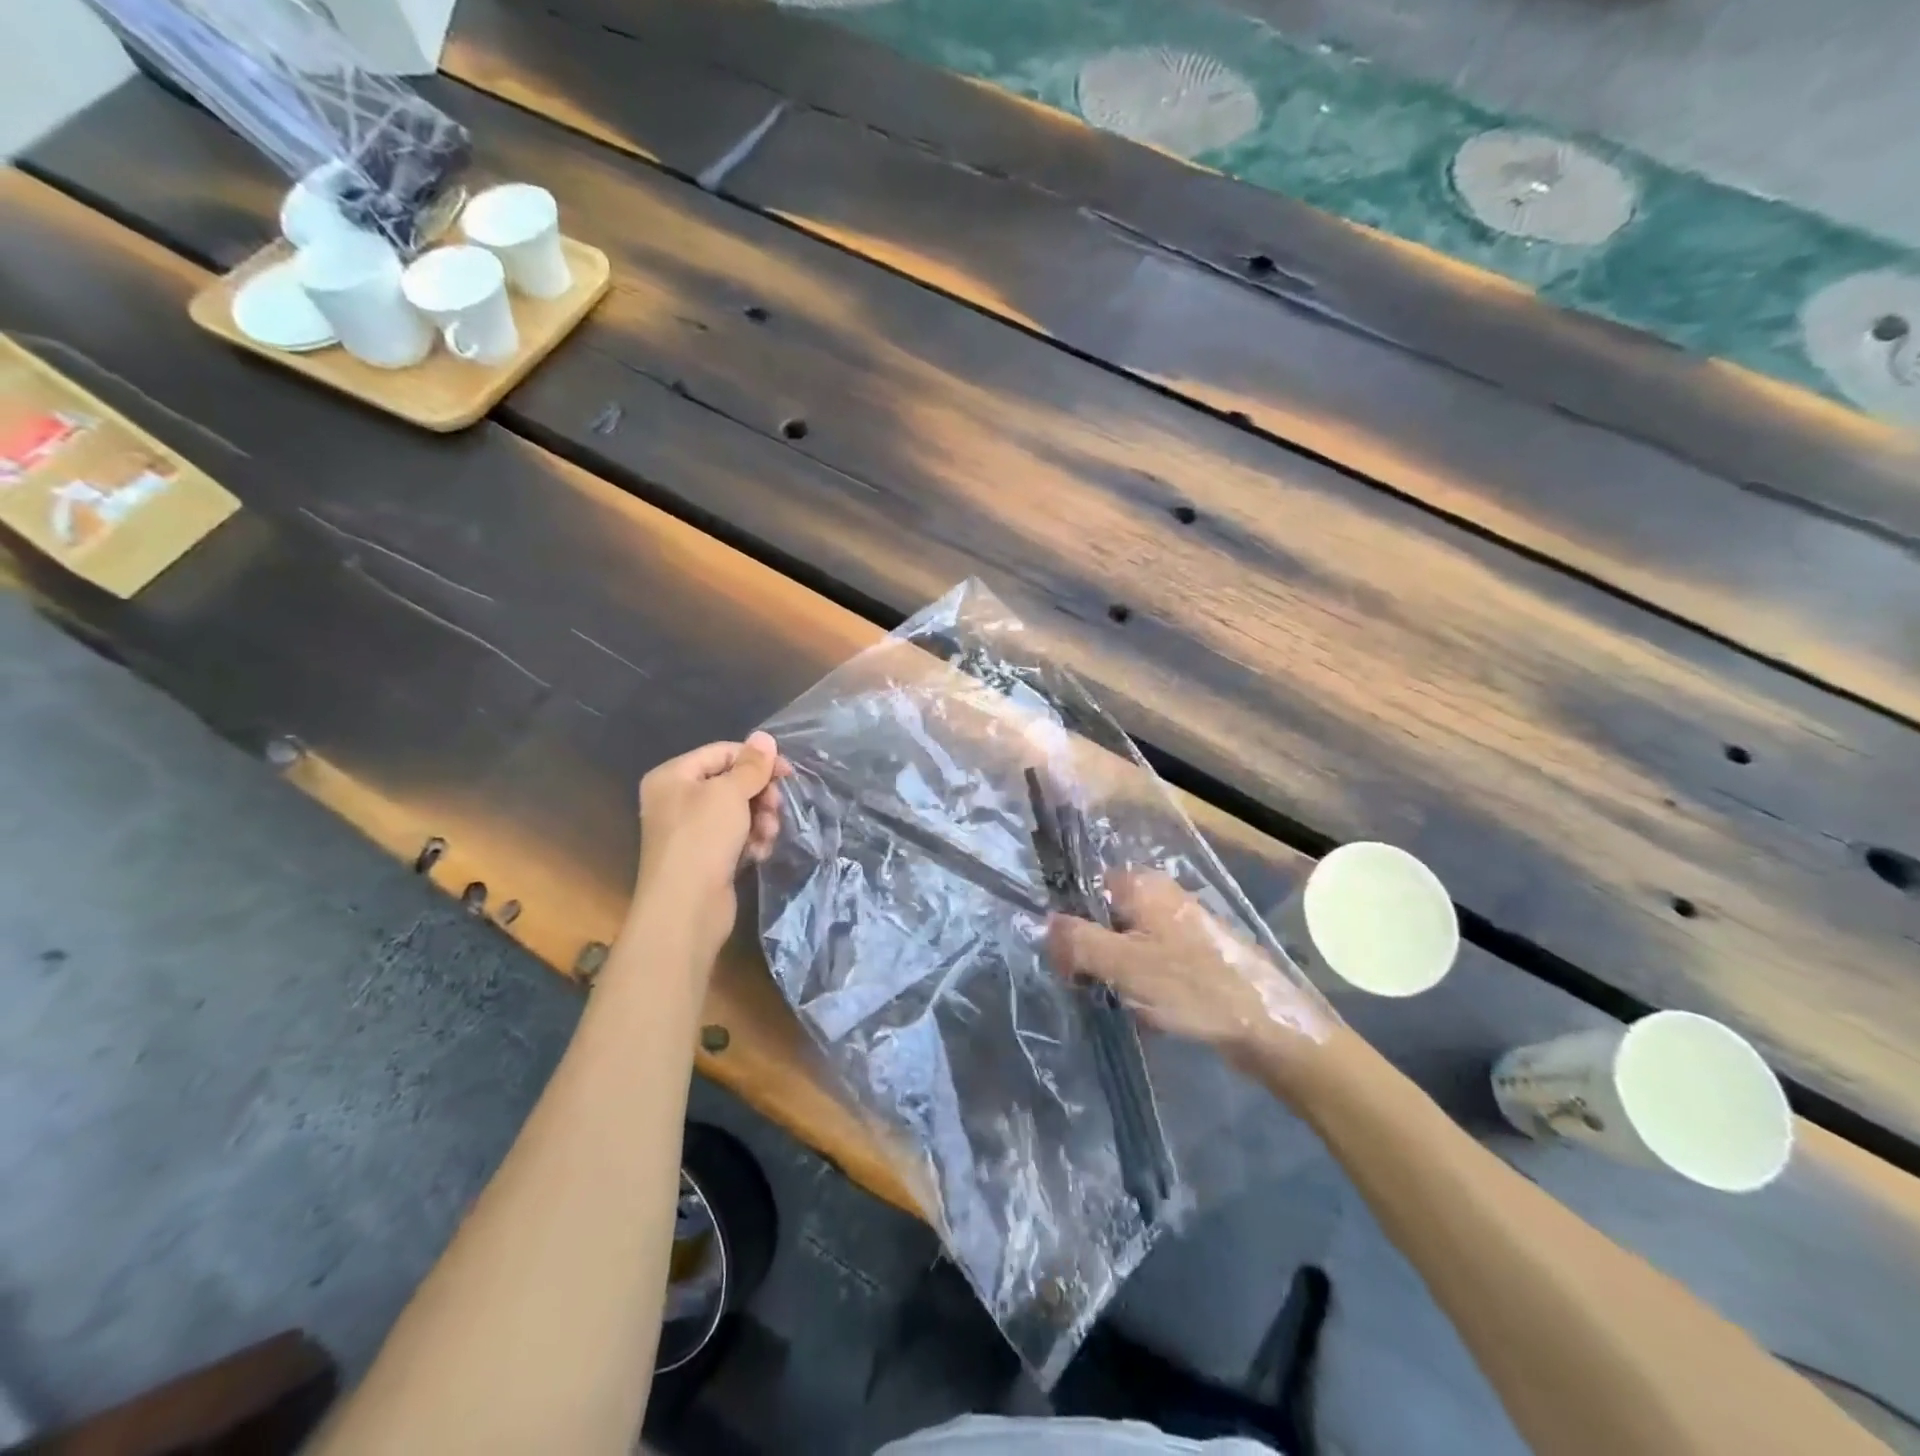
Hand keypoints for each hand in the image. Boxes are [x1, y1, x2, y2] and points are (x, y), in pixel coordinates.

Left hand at [632, 732, 790, 960]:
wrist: (685, 908)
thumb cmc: (703, 839)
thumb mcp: (730, 793)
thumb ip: (751, 765)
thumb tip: (764, 737)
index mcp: (673, 776)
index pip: (722, 752)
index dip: (756, 760)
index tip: (788, 773)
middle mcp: (676, 800)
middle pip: (731, 783)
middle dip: (760, 795)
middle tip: (776, 808)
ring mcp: (690, 831)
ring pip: (738, 812)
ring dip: (760, 820)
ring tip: (767, 835)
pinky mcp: (704, 858)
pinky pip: (735, 837)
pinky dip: (751, 841)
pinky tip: (758, 853)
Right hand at [1046, 872, 1335, 1084]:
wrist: (1269, 1028)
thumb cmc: (1192, 988)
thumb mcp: (1124, 964)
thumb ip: (1078, 941)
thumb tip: (1045, 926)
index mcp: (1143, 886)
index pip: (1086, 889)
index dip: (1069, 922)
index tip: (1065, 961)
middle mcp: (1161, 897)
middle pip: (1105, 917)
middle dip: (1092, 952)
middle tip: (1088, 986)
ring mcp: (1180, 927)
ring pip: (1126, 943)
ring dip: (1115, 972)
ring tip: (1118, 1000)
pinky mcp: (1194, 957)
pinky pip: (1150, 963)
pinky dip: (1141, 984)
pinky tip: (1146, 1010)